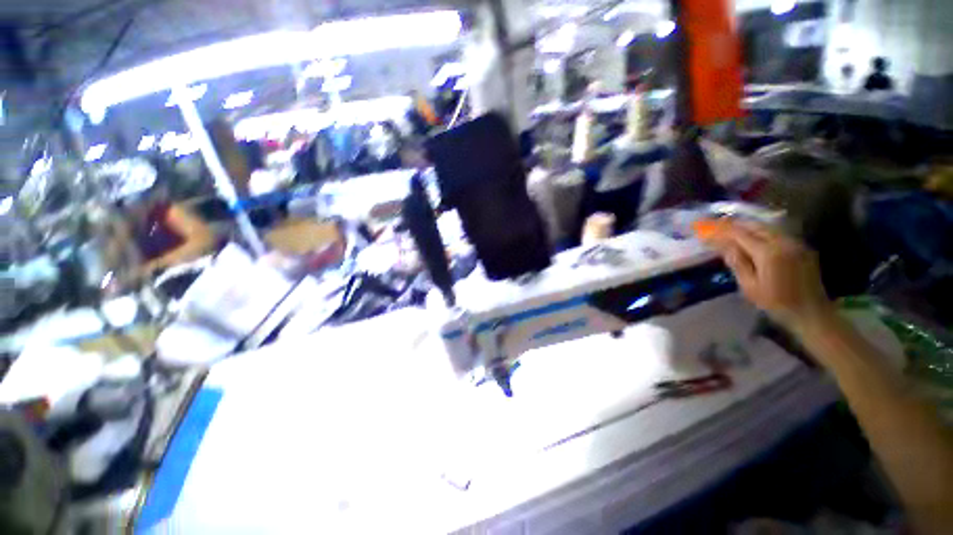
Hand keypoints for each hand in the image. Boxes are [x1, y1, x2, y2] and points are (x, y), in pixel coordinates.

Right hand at [696, 220, 834, 331]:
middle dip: (734, 224)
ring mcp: (795, 243)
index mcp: (768, 253)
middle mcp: (783, 242)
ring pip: (767, 227)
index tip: (706, 230)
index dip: (722, 231)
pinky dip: (761, 232)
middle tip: (717, 225)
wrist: (812, 313)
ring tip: (731, 229)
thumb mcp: (749, 286)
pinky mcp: (802, 247)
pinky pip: (778, 233)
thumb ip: (737, 262)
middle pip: (755, 226)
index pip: (740, 234)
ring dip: (748, 226)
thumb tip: (723, 245)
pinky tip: (753, 237)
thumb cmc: (776, 303)